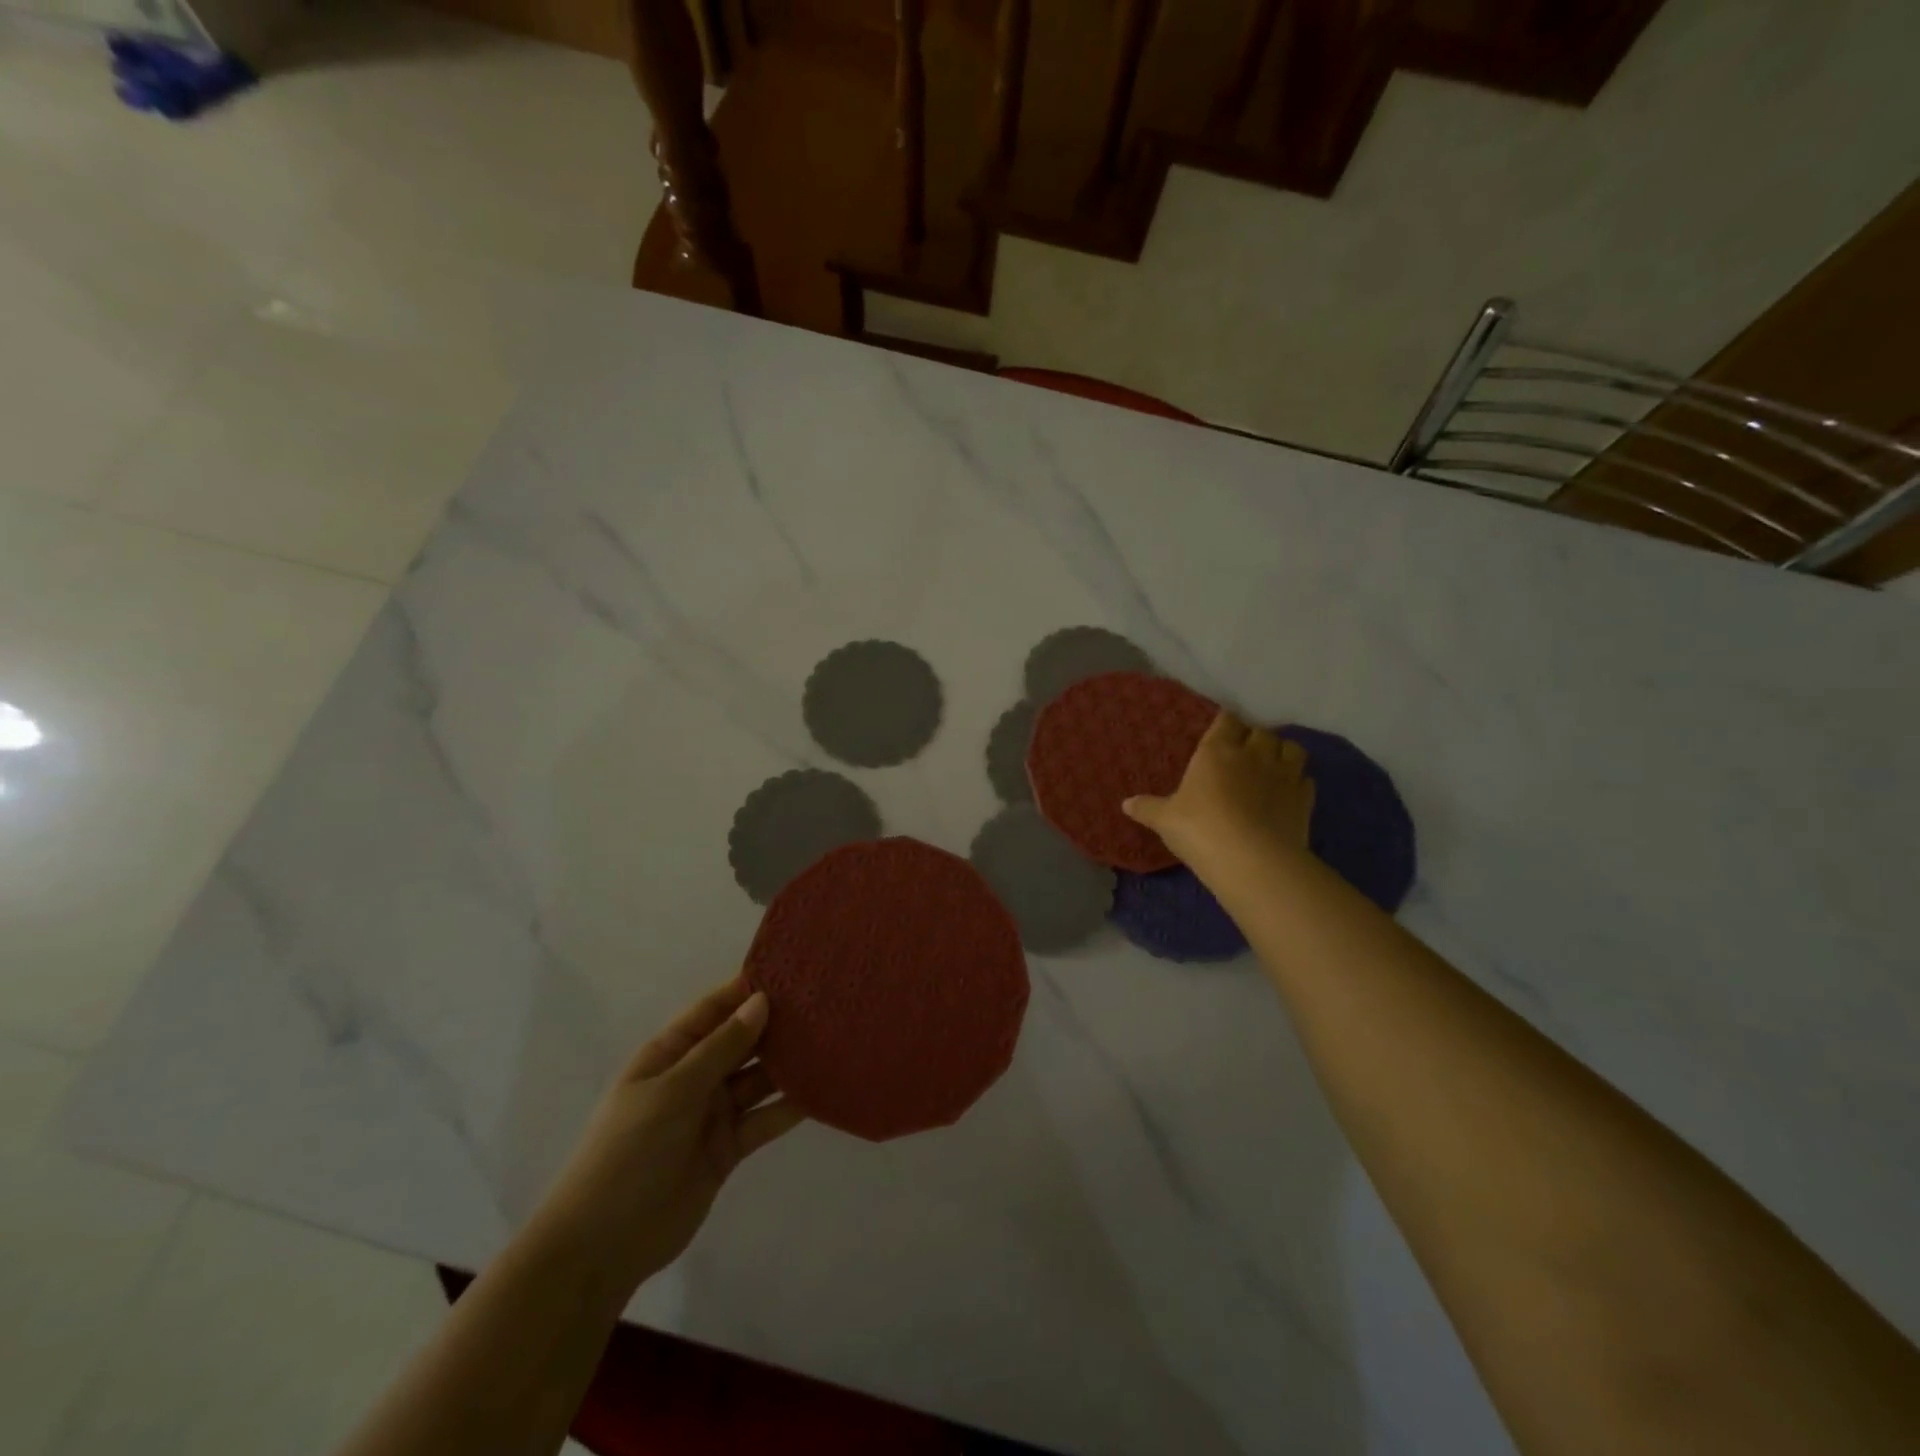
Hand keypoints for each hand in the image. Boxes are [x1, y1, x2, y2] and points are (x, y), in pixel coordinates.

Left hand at [540, 977, 804, 1289]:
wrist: (602, 1246)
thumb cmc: (629, 1151)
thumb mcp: (673, 1090)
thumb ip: (721, 1048)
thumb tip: (761, 1002)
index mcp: (670, 1053)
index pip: (713, 1010)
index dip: (747, 989)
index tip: (791, 971)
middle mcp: (694, 1077)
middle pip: (741, 1042)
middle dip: (776, 1024)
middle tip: (824, 1003)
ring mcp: (712, 1113)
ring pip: (758, 1079)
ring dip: (788, 1064)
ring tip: (832, 1042)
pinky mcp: (729, 1148)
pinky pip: (764, 1119)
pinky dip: (789, 1107)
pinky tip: (822, 1091)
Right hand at [1123, 711, 1314, 876]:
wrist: (1251, 859)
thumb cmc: (1199, 829)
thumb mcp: (1165, 820)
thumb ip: (1148, 808)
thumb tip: (1125, 804)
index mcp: (1216, 751)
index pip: (1226, 721)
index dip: (1225, 724)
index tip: (1220, 732)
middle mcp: (1253, 754)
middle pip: (1261, 731)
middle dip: (1254, 738)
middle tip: (1244, 752)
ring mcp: (1284, 775)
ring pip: (1292, 748)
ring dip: (1283, 752)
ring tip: (1272, 765)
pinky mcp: (1305, 798)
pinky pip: (1306, 779)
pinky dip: (1298, 782)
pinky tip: (1288, 793)